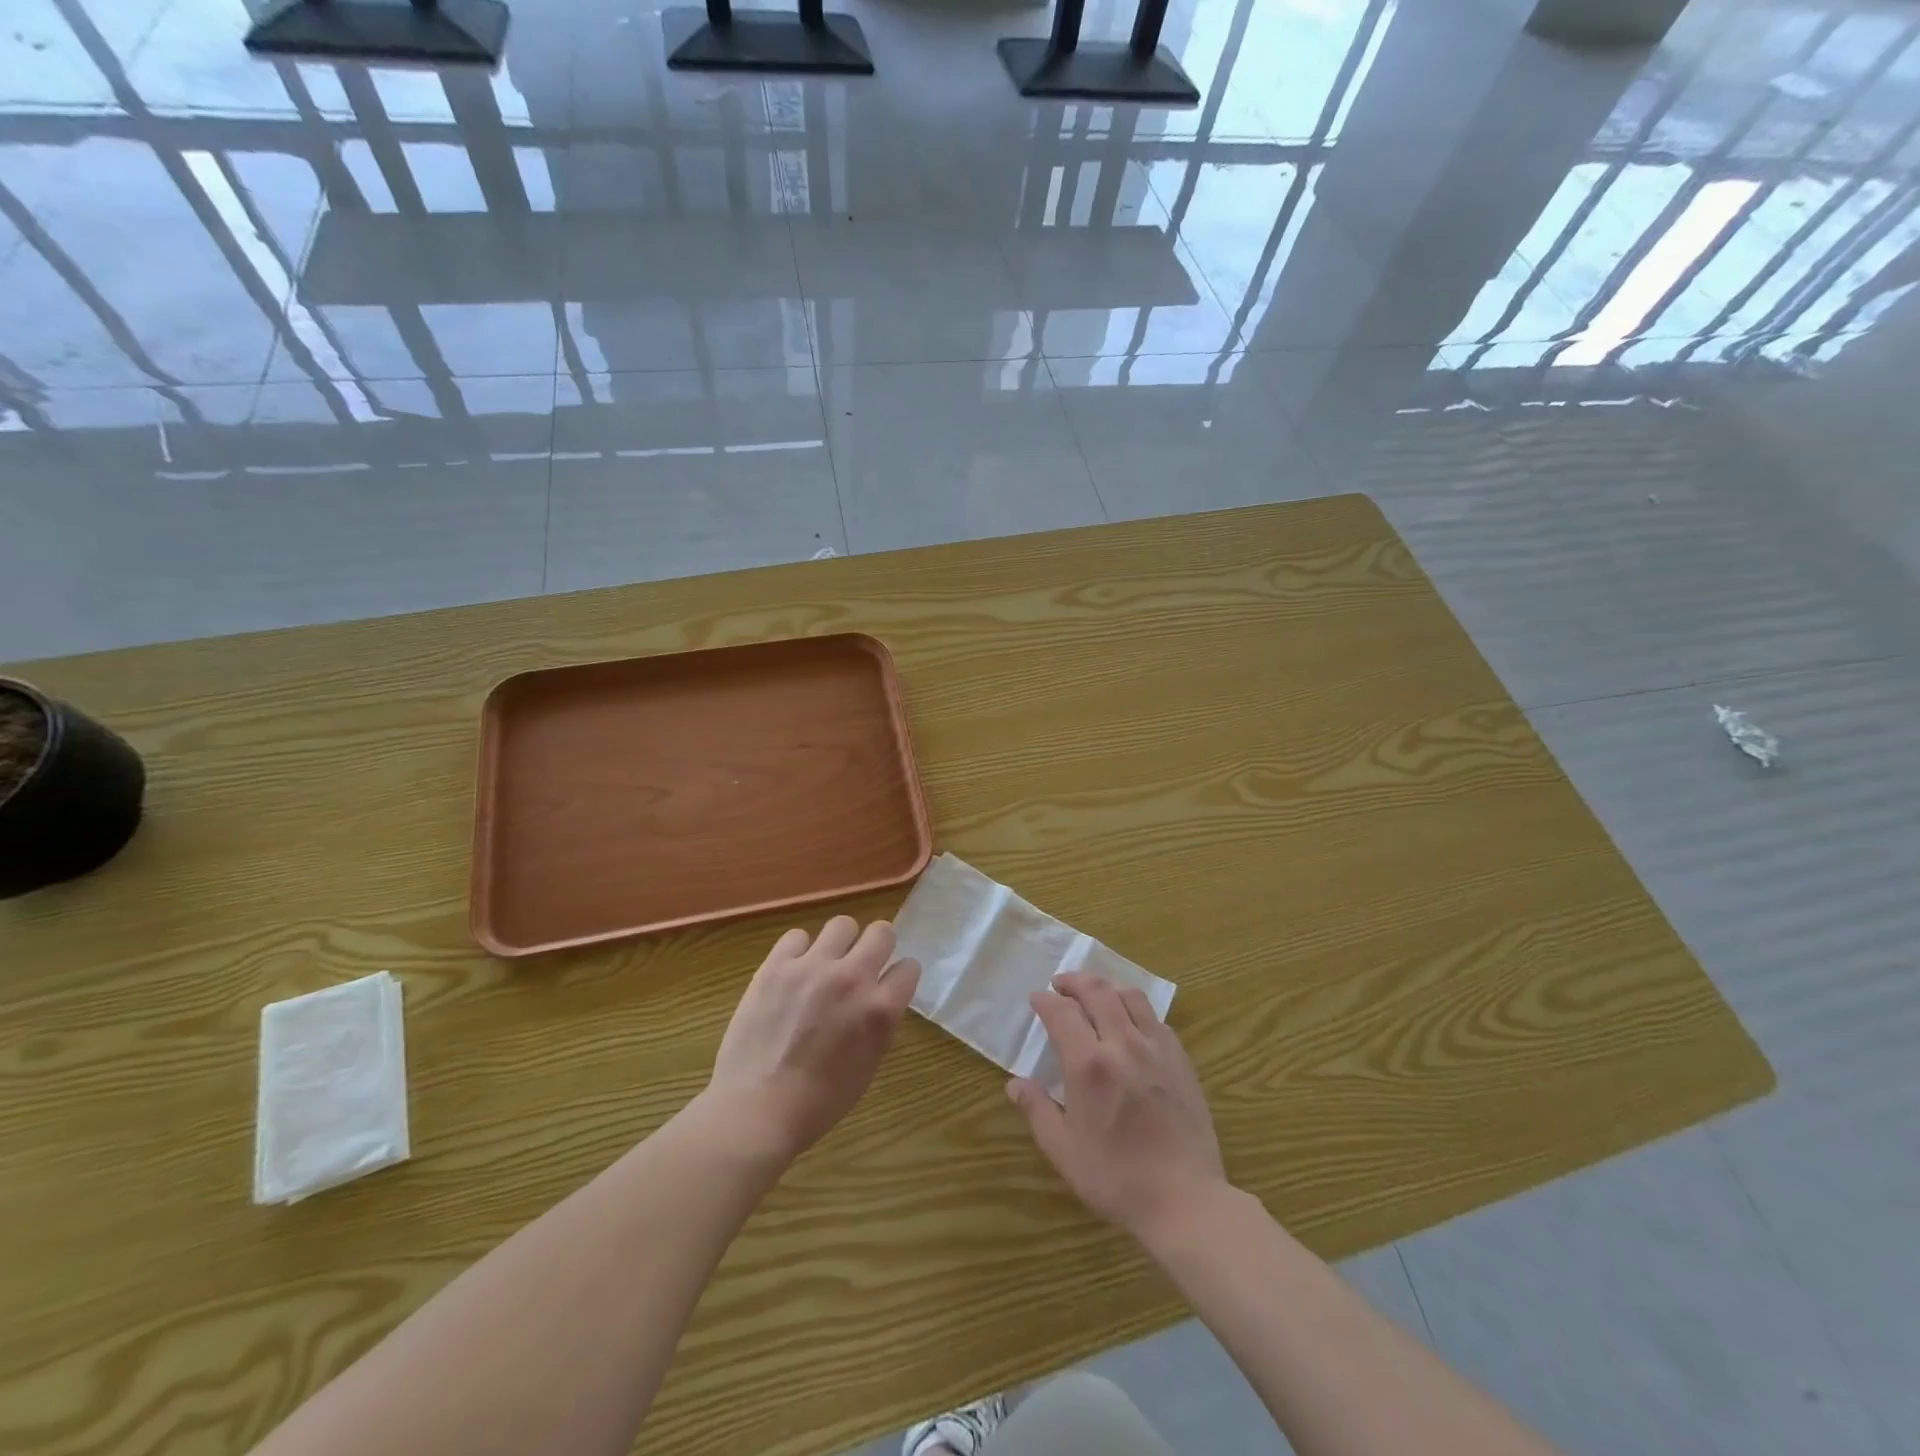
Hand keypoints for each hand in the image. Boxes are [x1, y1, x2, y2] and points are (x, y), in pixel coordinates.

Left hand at [706, 916, 920, 1163]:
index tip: (890, 984)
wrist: (757, 1109)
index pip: (909, 967)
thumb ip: (878, 1023)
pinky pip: (796, 936)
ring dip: (840, 943)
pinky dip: (799, 950)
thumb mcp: (868, 1065)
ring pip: (842, 924)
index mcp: (880, 1009)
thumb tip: (878, 999)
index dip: (900, 976)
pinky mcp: (776, 965)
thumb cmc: (819, 1101)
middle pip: (881, 932)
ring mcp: (813, 967)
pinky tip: (793, 971)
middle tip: (863, 963)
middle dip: (878, 945)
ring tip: (827, 963)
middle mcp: (852, 978)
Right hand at [1007, 971, 1227, 1239]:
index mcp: (1089, 1064)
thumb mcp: (1064, 1151)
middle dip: (1075, 980)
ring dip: (1107, 987)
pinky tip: (1131, 1023)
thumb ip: (1037, 1110)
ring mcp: (1156, 1049)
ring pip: (1130, 996)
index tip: (1037, 999)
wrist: (1185, 1201)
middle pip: (1098, 991)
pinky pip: (1155, 1019)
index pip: (1062, 1012)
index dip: (1046, 1000)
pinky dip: (1136, 1009)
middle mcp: (1122, 1044)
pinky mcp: (1181, 1060)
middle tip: (1061, 984)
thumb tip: (1014, 1084)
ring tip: (1095, 994)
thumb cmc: (1116, 1178)